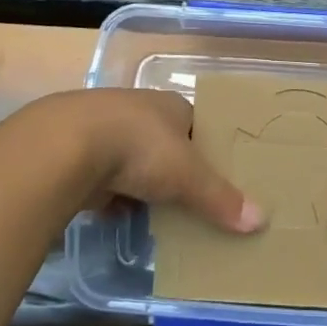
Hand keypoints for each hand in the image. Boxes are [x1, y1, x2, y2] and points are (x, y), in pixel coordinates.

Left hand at [38, 89, 264, 234]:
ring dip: (142, 184)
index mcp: (170, 105)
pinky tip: (120, 216)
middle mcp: (139, 111)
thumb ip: (220, 199)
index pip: (197, 124)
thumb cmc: (139, 148)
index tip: (219, 175)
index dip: (208, 148)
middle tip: (191, 200)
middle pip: (165, 143)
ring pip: (133, 161)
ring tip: (159, 214)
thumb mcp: (187, 175)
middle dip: (174, 170)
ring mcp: (105, 130)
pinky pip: (105, 179)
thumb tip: (261, 220)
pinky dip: (113, 196)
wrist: (65, 146)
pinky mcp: (78, 154)